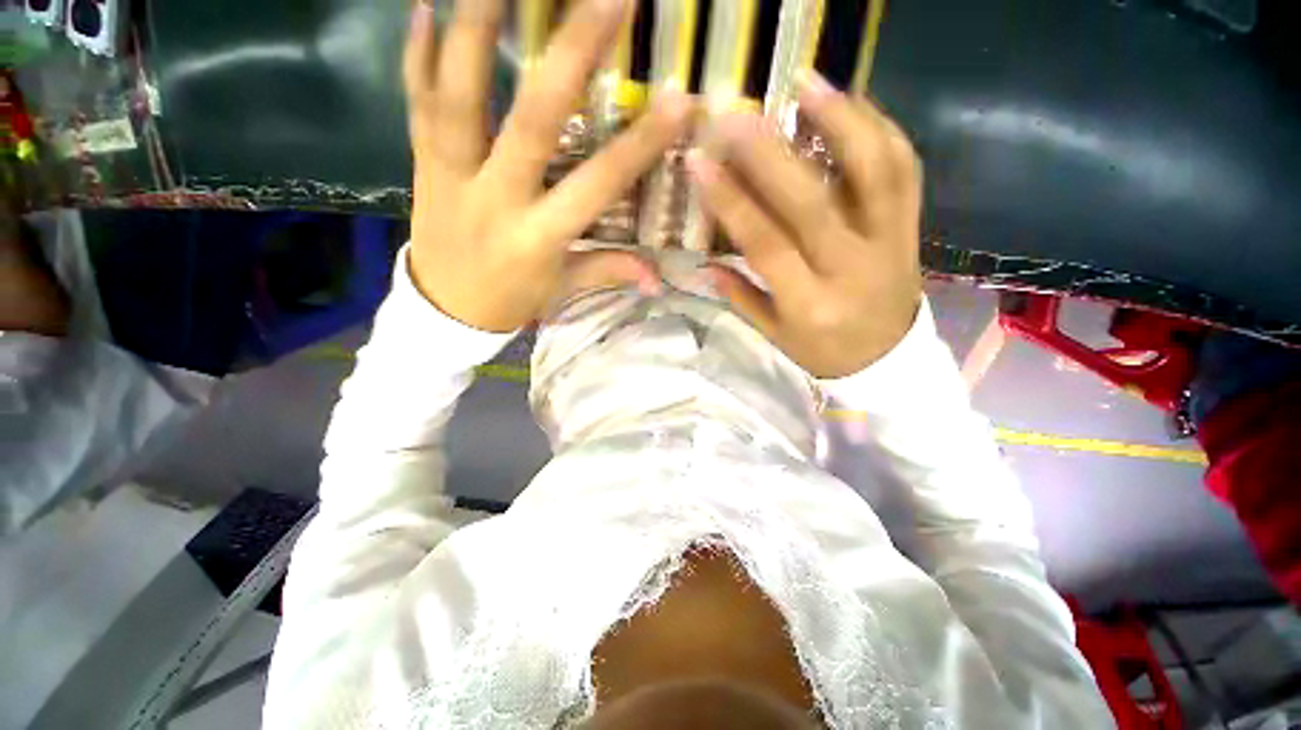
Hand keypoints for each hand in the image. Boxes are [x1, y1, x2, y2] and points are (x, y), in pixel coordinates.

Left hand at [404, 0, 692, 331]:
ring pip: (461, 95)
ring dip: (477, 27)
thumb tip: (658, 279)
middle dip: (570, 55)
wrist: (444, 314)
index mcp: (538, 237)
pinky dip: (417, 53)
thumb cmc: (512, 302)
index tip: (679, 102)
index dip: (639, 147)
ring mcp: (450, 175)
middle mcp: (496, 199)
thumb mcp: (563, 290)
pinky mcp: (421, 164)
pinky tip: (423, 5)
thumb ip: (608, 271)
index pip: (597, 186)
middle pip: (532, 121)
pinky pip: (417, 102)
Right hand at [688, 73, 922, 378]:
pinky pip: (904, 169)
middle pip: (812, 201)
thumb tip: (704, 263)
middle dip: (769, 154)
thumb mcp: (773, 334)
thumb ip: (740, 296)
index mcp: (809, 303)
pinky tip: (851, 103)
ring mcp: (890, 241)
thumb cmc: (822, 350)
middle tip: (735, 116)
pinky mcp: (912, 226)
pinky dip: (880, 128)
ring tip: (805, 82)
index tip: (700, 162)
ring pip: (874, 171)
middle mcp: (852, 268)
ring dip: (841, 119)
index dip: (731, 201)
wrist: (888, 359)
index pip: (766, 244)